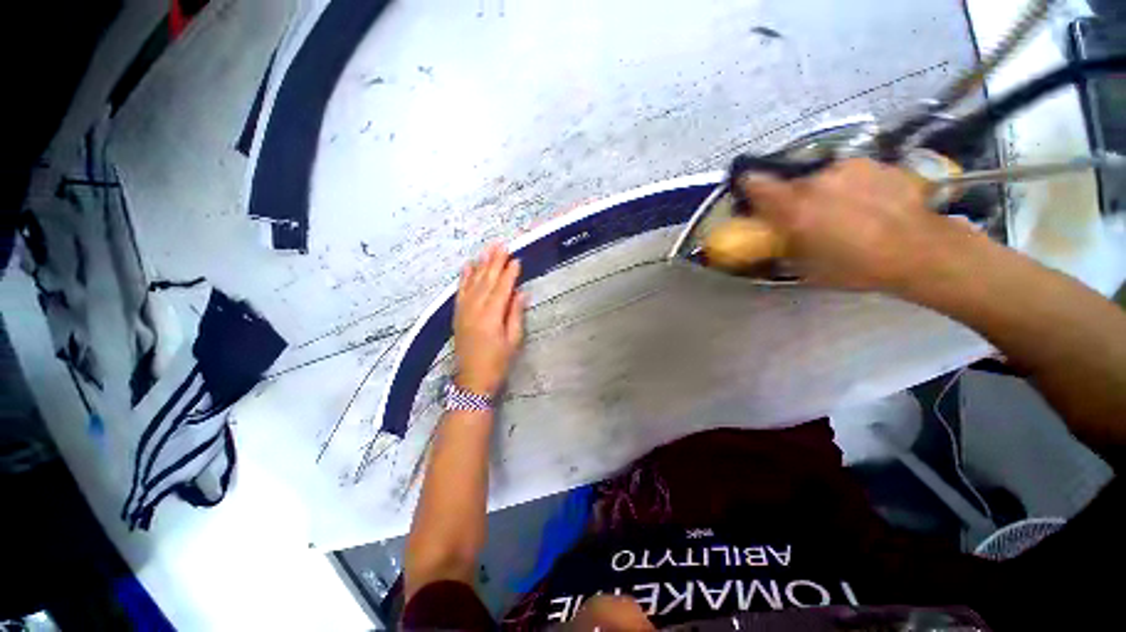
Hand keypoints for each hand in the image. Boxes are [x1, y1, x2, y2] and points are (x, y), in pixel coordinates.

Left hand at [453, 244, 525, 396]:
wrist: (472, 380)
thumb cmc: (498, 362)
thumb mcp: (513, 341)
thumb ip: (515, 314)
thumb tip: (521, 293)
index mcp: (491, 316)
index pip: (502, 288)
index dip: (510, 273)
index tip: (517, 259)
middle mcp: (475, 309)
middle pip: (486, 280)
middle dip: (495, 261)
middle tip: (502, 245)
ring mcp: (463, 310)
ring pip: (473, 282)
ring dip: (481, 264)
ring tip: (487, 249)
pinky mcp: (457, 314)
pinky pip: (460, 291)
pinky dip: (464, 277)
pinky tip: (468, 265)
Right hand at [738, 158, 971, 292]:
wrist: (919, 250)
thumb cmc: (855, 266)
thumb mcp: (805, 267)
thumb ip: (783, 245)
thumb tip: (773, 237)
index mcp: (794, 206)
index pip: (755, 183)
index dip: (748, 187)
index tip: (751, 196)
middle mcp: (816, 180)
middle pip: (792, 184)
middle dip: (794, 199)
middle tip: (809, 217)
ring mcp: (848, 168)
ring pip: (824, 178)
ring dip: (825, 191)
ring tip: (846, 212)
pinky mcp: (876, 164)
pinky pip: (852, 174)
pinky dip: (852, 186)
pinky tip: (871, 204)